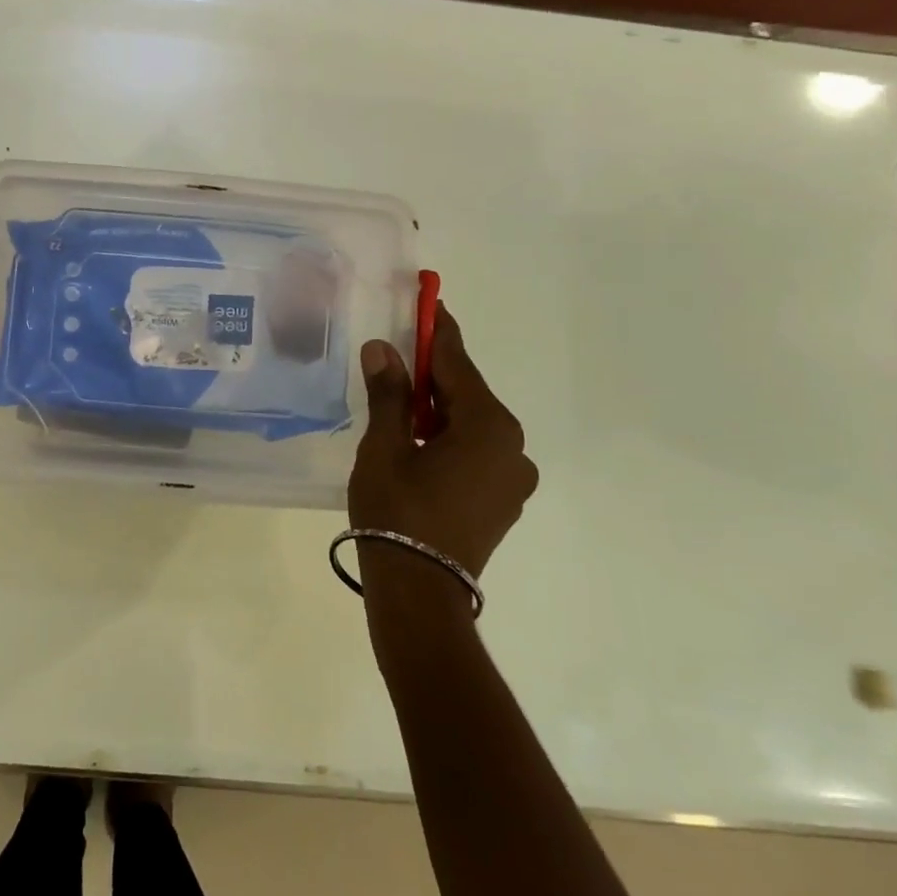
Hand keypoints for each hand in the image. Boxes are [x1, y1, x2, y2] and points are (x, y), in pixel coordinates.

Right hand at [349, 303, 538, 582]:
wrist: (419, 592)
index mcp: (488, 426)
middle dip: (434, 376)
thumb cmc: (397, 510)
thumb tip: (383, 348)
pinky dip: (449, 440)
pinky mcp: (503, 502)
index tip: (430, 303)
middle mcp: (512, 447)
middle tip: (399, 359)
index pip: (458, 365)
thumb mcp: (384, 446)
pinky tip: (417, 446)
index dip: (438, 332)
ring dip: (439, 411)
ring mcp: (512, 479)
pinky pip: (476, 453)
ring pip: (471, 426)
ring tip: (399, 409)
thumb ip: (389, 394)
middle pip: (468, 395)